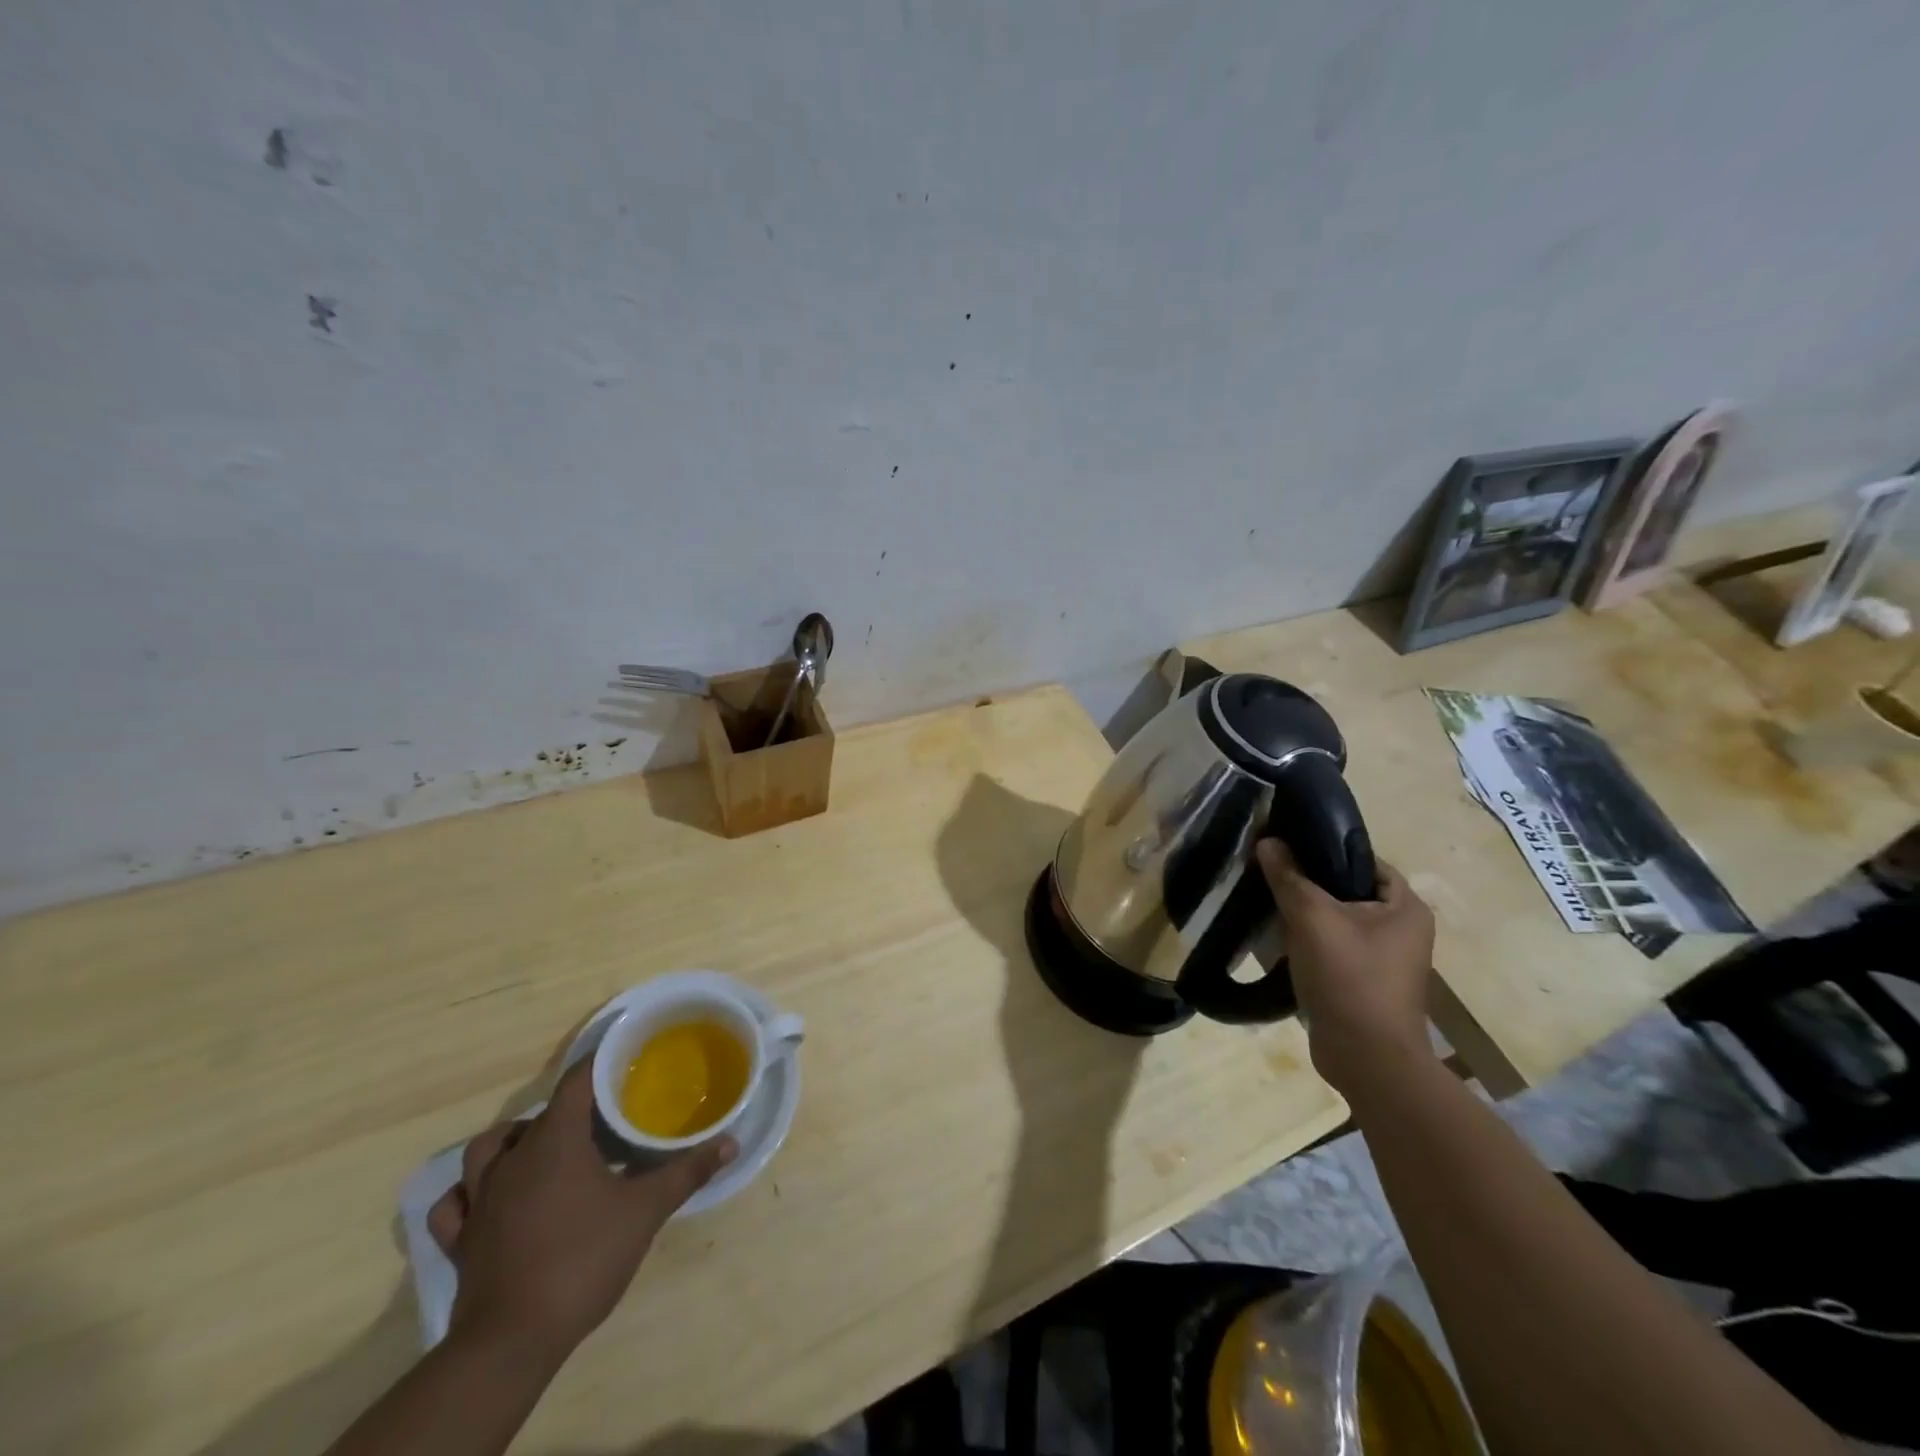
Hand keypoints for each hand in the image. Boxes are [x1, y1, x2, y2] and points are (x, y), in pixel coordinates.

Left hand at [427, 1059, 734, 1364]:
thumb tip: (730, 1143)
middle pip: (538, 1115)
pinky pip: (455, 1202)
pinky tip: (489, 1196)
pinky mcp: (461, 1239)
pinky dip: (470, 1191)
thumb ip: (686, 1172)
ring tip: (545, 1148)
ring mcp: (481, 1199)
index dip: (600, 1064)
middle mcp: (513, 1159)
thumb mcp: (646, 1211)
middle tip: (603, 1120)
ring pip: (487, 1149)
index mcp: (555, 1140)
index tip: (625, 1059)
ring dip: (514, 1141)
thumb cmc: (583, 1259)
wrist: (512, 1341)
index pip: (576, 1081)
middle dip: (570, 1109)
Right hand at [1257, 839, 1435, 1094]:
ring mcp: (1383, 959)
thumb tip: (1268, 841)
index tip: (1286, 844)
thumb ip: (1289, 876)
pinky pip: (1331, 947)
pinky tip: (1276, 937)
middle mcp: (1401, 930)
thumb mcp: (1312, 918)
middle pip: (1347, 889)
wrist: (1366, 1059)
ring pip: (1336, 919)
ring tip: (1266, 899)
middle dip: (1308, 881)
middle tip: (1269, 870)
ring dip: (1303, 912)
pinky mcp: (1362, 982)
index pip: (1363, 860)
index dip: (1325, 848)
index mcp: (1406, 908)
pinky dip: (1306, 940)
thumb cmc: (1349, 978)